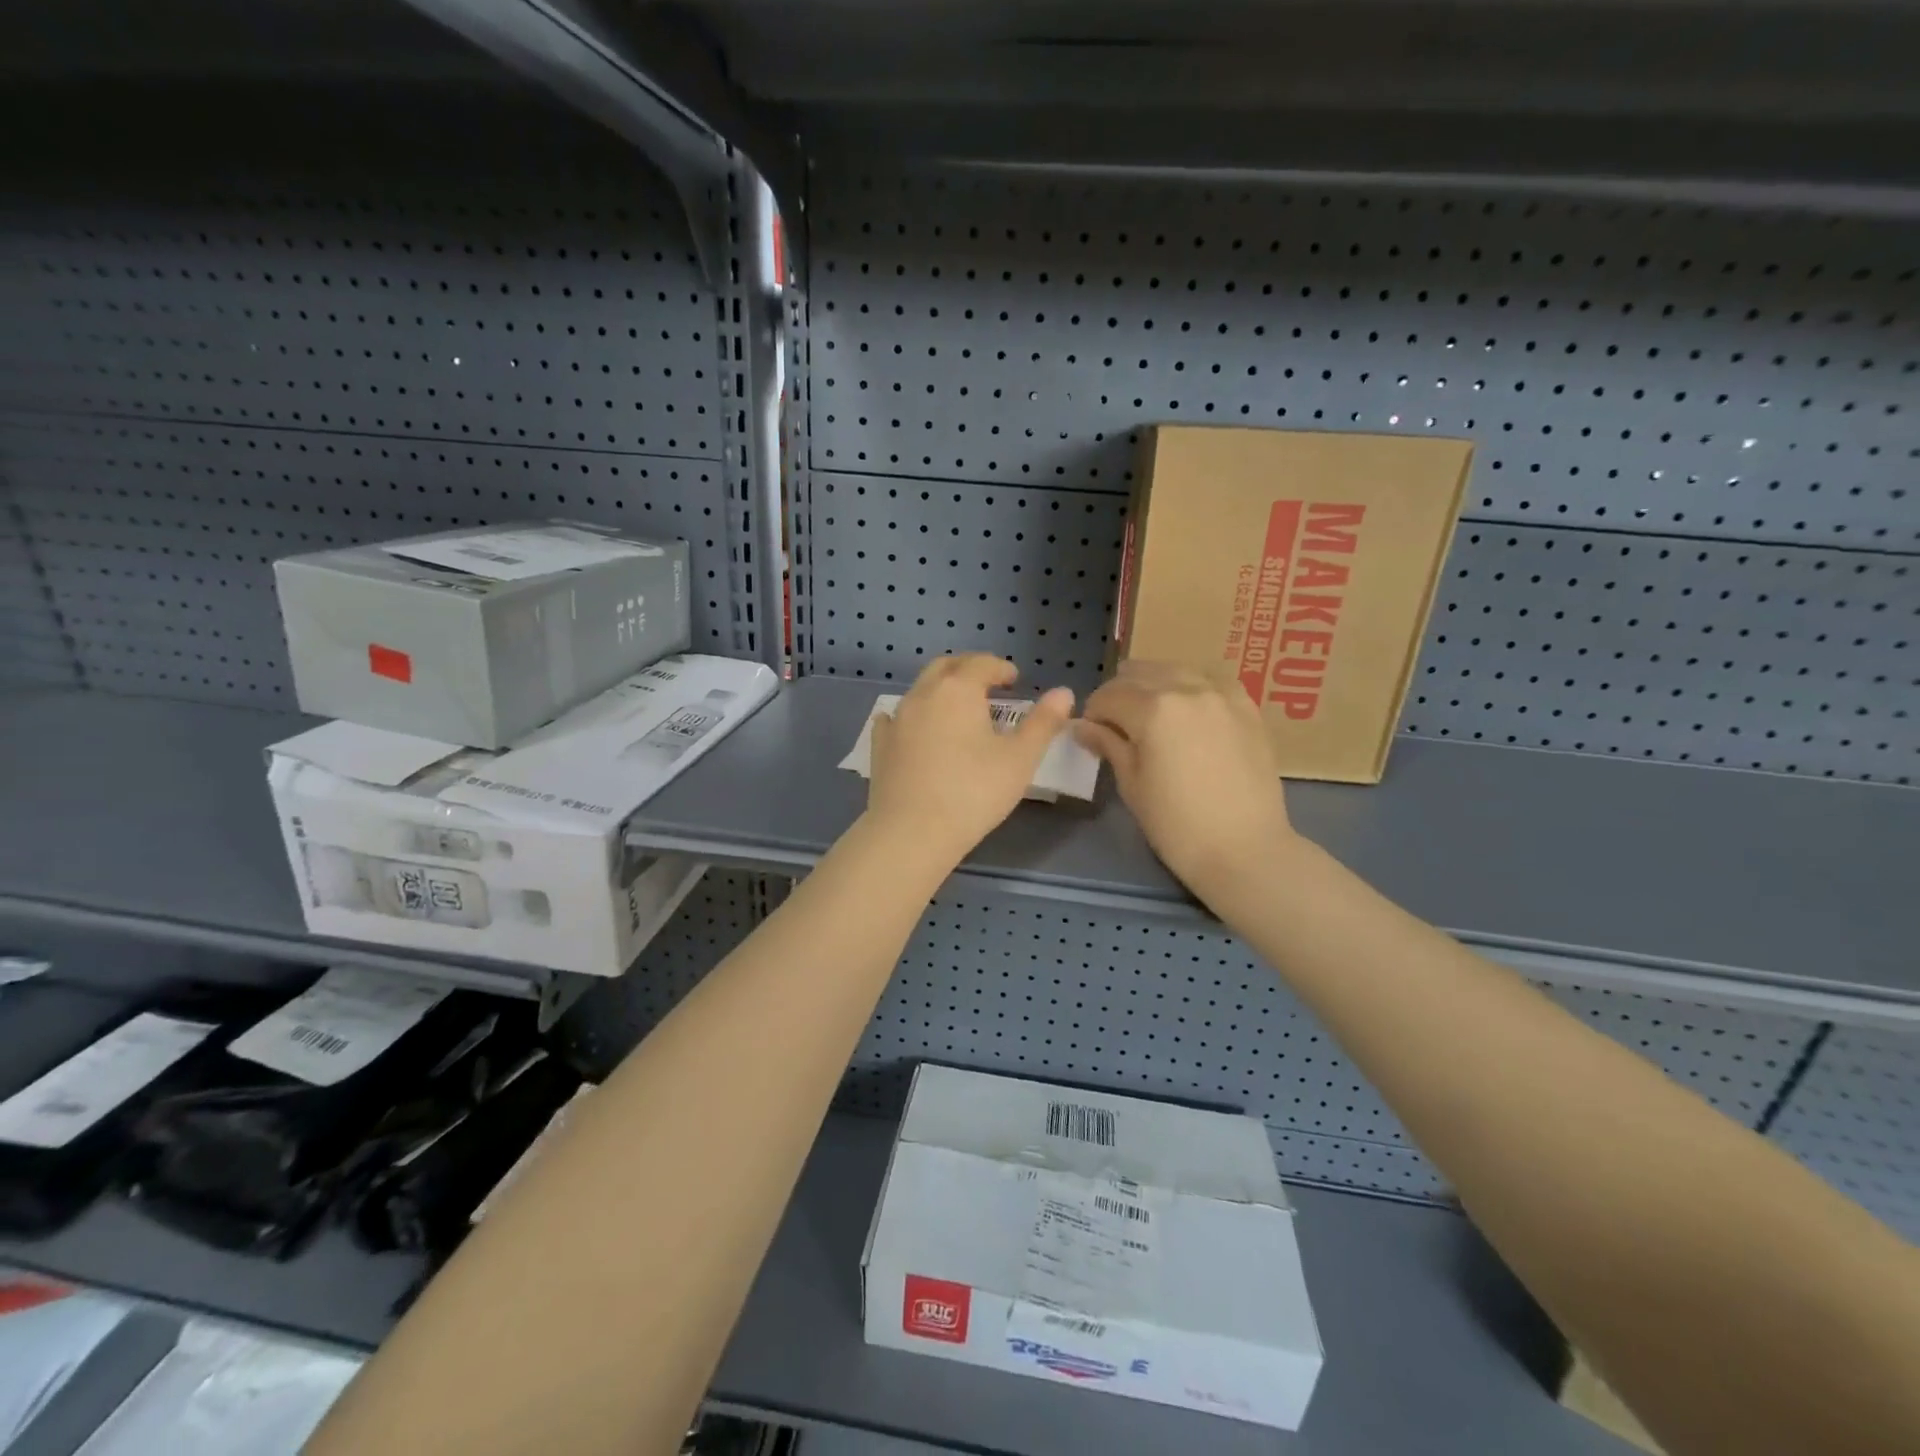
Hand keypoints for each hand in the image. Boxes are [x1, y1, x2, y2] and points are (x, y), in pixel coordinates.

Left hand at [865, 655, 1074, 865]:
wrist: (912, 832)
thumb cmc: (973, 792)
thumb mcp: (1020, 759)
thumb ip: (1043, 723)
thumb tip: (1063, 693)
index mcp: (958, 690)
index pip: (982, 664)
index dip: (1000, 667)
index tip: (1014, 679)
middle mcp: (923, 694)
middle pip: (946, 666)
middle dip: (968, 668)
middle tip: (987, 684)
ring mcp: (897, 719)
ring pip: (920, 689)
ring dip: (941, 690)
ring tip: (958, 710)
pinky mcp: (880, 745)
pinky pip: (894, 718)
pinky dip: (910, 715)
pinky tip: (914, 728)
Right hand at [1076, 661, 1295, 898]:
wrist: (1245, 849)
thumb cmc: (1177, 825)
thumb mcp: (1132, 785)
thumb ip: (1108, 745)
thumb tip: (1081, 726)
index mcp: (1153, 709)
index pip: (1109, 695)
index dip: (1093, 712)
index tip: (1090, 732)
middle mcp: (1187, 688)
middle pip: (1141, 674)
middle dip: (1120, 693)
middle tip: (1114, 722)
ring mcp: (1222, 694)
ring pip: (1176, 670)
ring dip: (1154, 684)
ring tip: (1149, 712)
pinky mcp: (1247, 706)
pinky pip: (1211, 680)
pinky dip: (1191, 686)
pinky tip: (1187, 708)